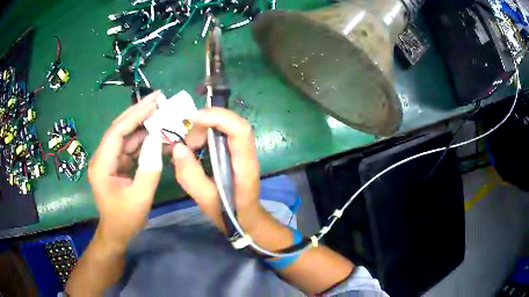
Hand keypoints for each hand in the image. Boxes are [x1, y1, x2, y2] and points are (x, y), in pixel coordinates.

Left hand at [88, 91, 162, 247]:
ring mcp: (109, 160)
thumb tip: (157, 139)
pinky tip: (156, 132)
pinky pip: (130, 147)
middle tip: (158, 97)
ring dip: (142, 123)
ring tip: (161, 110)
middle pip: (119, 128)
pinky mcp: (116, 164)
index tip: (155, 103)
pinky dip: (143, 139)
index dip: (135, 116)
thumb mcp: (140, 198)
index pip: (117, 132)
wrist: (116, 233)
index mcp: (102, 164)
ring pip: (125, 135)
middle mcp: (102, 157)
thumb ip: (149, 169)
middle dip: (138, 111)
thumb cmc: (125, 219)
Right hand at [171, 107, 264, 231]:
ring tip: (189, 147)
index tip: (193, 120)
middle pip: (233, 123)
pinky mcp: (236, 151)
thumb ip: (190, 176)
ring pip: (227, 126)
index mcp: (244, 167)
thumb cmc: (229, 213)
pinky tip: (195, 147)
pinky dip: (206, 134)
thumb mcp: (205, 200)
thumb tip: (178, 148)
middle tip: (187, 142)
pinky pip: (222, 133)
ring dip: (205, 129)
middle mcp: (248, 154)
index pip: (240, 130)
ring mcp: (243, 151)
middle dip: (206, 124)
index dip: (218, 117)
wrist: (246, 218)